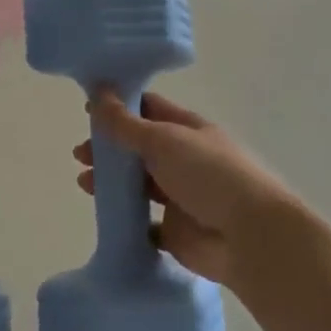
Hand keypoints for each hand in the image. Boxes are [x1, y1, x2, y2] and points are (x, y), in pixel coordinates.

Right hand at [75, 91, 292, 288]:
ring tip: (85, 184)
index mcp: (187, 130)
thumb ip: (126, 123)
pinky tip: (106, 215)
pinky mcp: (176, 232)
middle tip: (80, 154)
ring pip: (139, 184)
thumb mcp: (163, 140)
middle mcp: (184, 160)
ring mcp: (181, 197)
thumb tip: (98, 92)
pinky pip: (145, 224)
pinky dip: (127, 220)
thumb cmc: (208, 174)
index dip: (119, 107)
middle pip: (139, 148)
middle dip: (109, 148)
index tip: (88, 109)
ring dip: (112, 182)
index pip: (149, 109)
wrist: (250, 238)